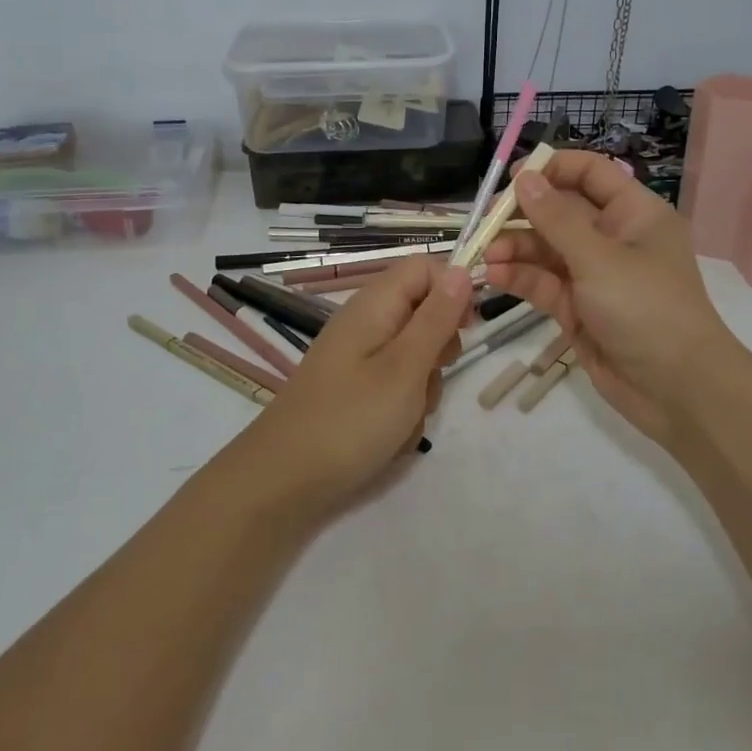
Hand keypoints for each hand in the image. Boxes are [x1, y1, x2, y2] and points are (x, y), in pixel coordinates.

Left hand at [233, 255, 471, 516]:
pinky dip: (404, 410)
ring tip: (404, 417)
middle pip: (425, 313)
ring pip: (417, 357)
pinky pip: (399, 388)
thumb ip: (436, 319)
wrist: (282, 482)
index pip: (425, 268)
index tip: (468, 327)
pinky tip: (391, 437)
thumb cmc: (349, 420)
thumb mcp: (405, 368)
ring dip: (423, 388)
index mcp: (374, 304)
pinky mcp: (358, 391)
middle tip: (425, 378)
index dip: (453, 289)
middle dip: (439, 349)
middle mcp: (367, 323)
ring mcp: (361, 359)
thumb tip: (461, 270)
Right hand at [483, 151, 741, 446]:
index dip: (553, 169)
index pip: (591, 174)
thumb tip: (525, 179)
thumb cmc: (646, 309)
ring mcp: (594, 276)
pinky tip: (492, 276)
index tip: (513, 177)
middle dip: (523, 214)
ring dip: (514, 249)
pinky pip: (543, 283)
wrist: (676, 389)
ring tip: (484, 256)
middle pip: (561, 212)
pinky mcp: (577, 309)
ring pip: (546, 250)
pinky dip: (518, 278)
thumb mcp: (599, 258)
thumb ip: (557, 219)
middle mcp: (613, 238)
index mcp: (634, 214)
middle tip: (486, 221)